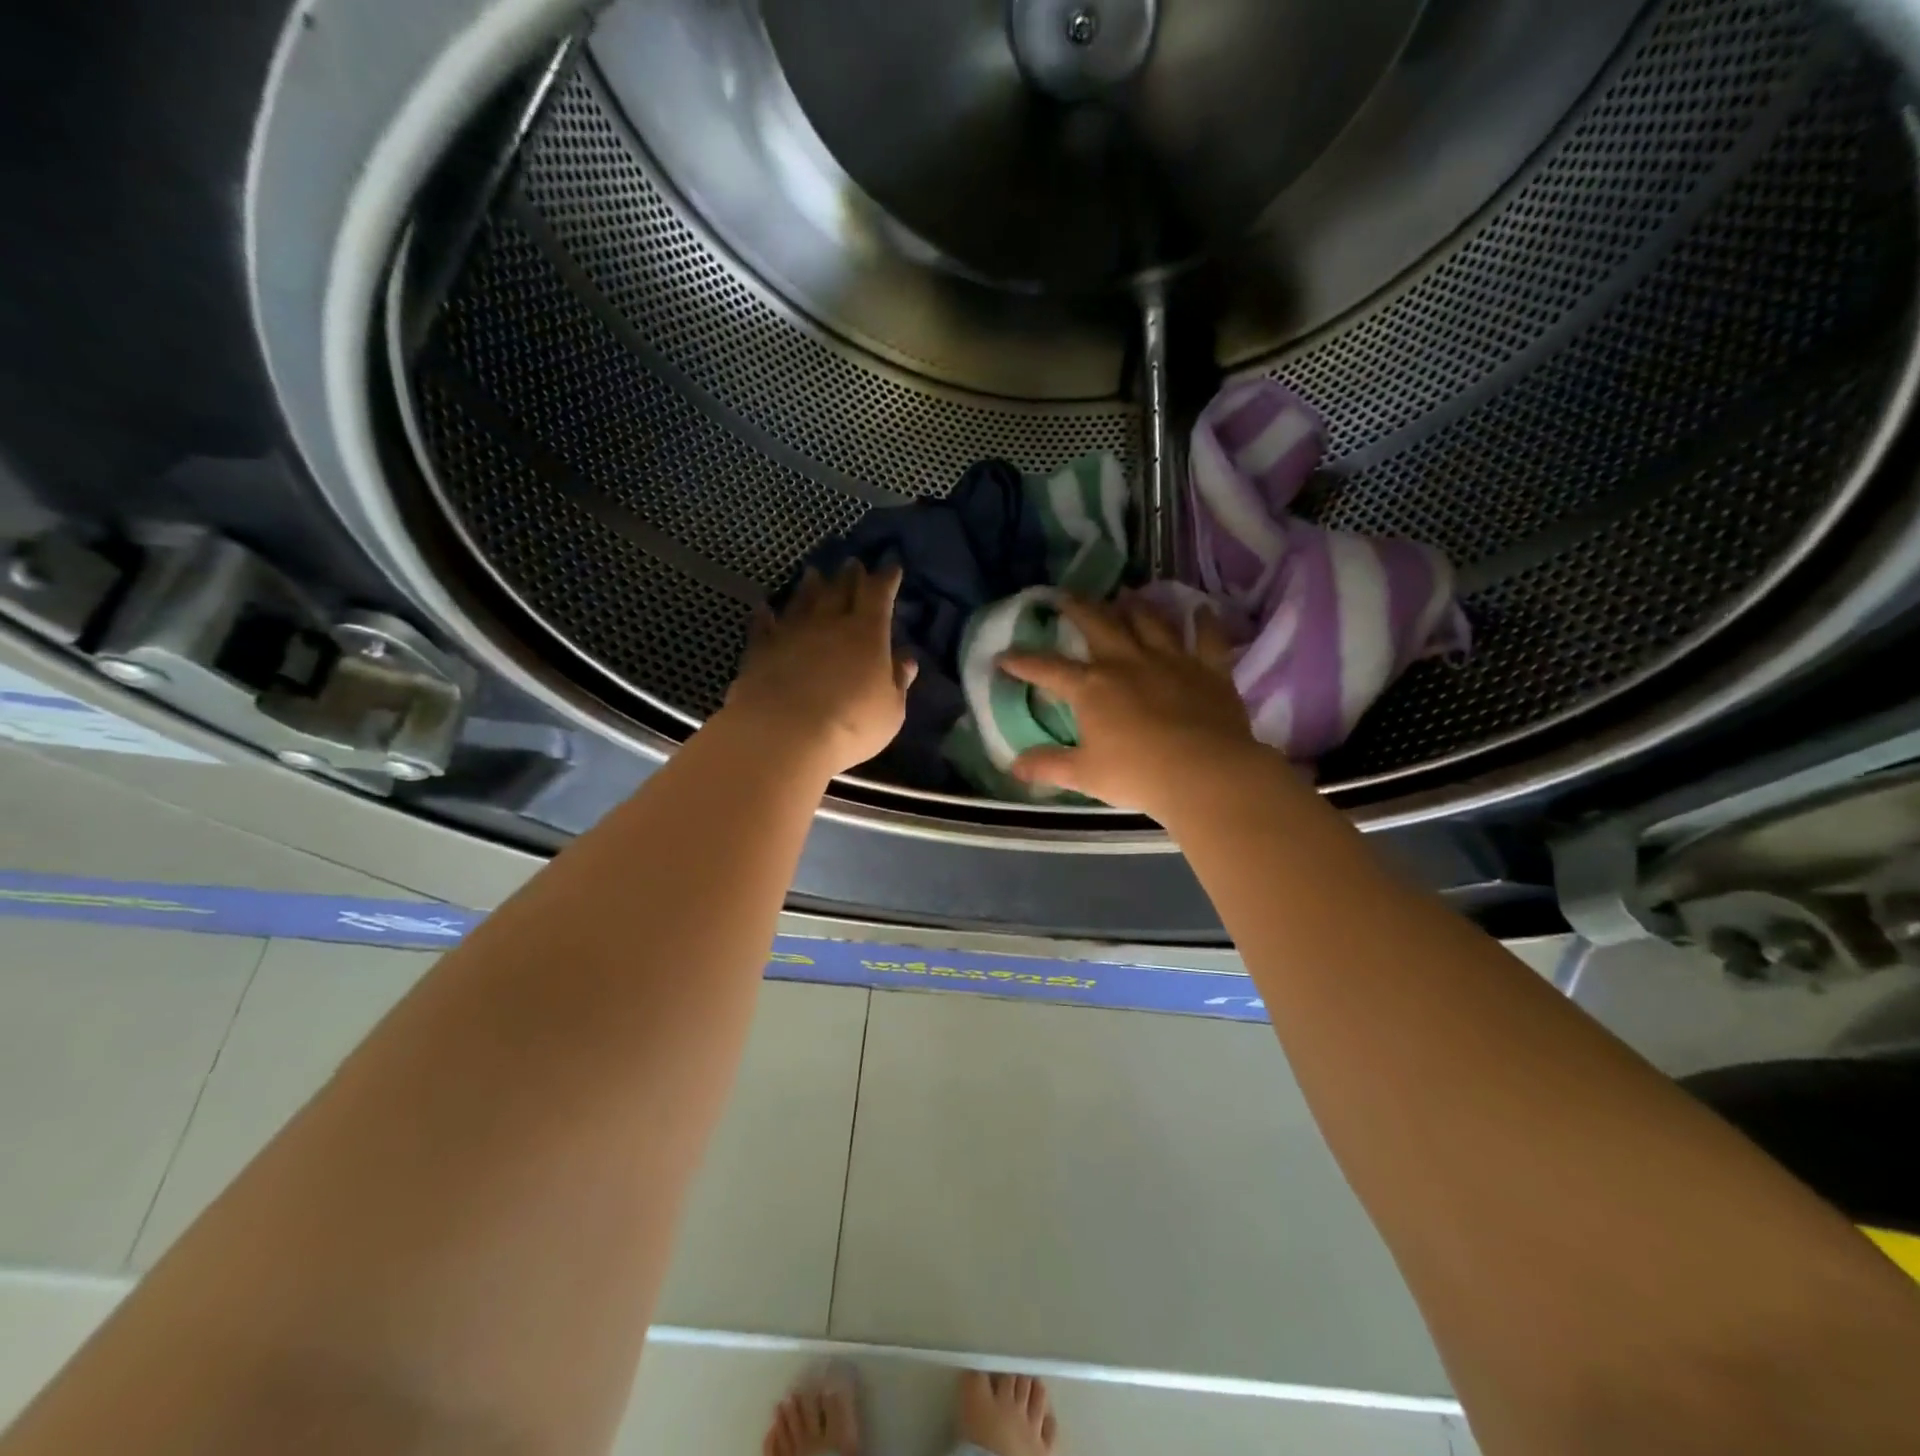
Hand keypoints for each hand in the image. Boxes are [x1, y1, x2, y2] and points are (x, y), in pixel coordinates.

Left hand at [724, 562, 916, 776]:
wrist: (783, 733)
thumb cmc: (851, 724)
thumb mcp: (890, 710)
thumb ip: (898, 681)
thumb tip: (906, 658)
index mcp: (866, 633)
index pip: (878, 595)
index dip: (886, 579)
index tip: (891, 567)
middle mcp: (828, 623)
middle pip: (840, 590)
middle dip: (850, 575)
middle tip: (853, 563)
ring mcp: (791, 632)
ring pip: (802, 600)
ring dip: (810, 585)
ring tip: (814, 573)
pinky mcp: (760, 649)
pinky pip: (763, 624)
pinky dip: (765, 614)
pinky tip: (764, 607)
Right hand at [999, 596, 1263, 818]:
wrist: (1205, 774)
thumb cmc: (1137, 775)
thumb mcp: (1085, 775)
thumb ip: (1049, 766)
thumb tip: (1014, 767)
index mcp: (1092, 688)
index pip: (1048, 669)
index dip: (1022, 662)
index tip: (1003, 656)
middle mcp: (1127, 662)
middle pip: (1098, 624)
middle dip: (1078, 608)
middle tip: (1065, 596)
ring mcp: (1170, 660)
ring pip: (1149, 621)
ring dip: (1135, 607)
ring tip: (1126, 596)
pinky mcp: (1208, 669)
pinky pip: (1207, 637)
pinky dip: (1204, 622)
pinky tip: (1200, 610)